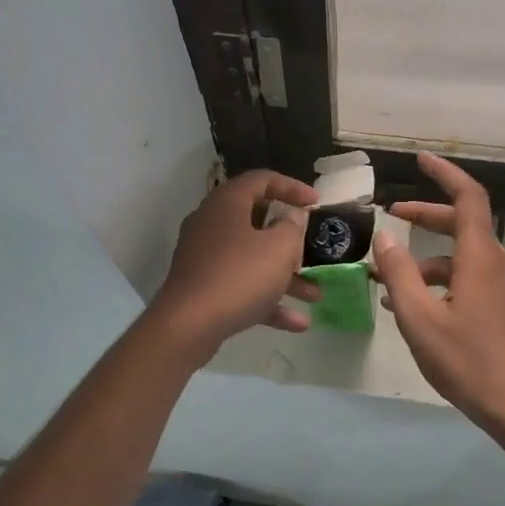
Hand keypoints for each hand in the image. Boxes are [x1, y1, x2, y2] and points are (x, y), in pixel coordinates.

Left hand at [149, 169, 320, 356]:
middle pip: (256, 222)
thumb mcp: (280, 248)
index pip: (261, 180)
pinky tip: (297, 323)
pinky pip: (240, 287)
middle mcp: (211, 224)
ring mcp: (204, 257)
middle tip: (310, 249)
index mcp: (227, 203)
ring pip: (251, 259)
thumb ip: (292, 227)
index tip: (316, 203)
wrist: (188, 325)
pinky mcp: (202, 287)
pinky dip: (267, 300)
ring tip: (314, 295)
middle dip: (289, 240)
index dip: (292, 187)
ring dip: (284, 276)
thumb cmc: (239, 276)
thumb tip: (291, 217)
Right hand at [373, 152, 504, 432]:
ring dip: (426, 258)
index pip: (467, 197)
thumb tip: (384, 237)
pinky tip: (413, 305)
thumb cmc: (468, 361)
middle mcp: (497, 262)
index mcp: (480, 257)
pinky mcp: (503, 306)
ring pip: (461, 255)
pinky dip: (440, 280)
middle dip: (426, 215)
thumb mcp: (420, 318)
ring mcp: (503, 285)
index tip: (421, 159)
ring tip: (389, 278)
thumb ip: (399, 274)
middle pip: (461, 223)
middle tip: (393, 215)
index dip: (444, 174)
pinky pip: (468, 277)